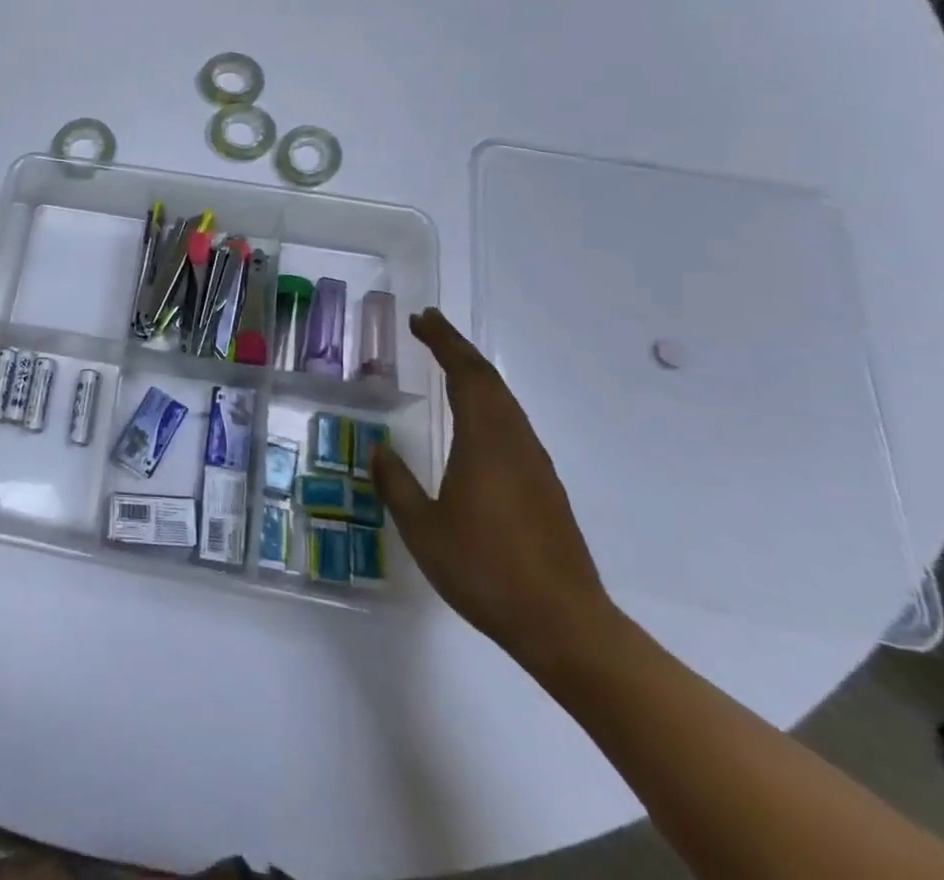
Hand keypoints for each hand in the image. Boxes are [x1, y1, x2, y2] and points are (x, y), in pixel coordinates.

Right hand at [373, 307, 615, 664]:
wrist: (564, 626)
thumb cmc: (485, 571)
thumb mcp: (423, 529)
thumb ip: (396, 483)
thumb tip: (379, 448)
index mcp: (485, 442)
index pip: (466, 375)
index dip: (443, 342)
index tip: (420, 319)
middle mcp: (515, 443)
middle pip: (489, 380)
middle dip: (457, 348)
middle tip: (428, 328)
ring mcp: (534, 465)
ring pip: (505, 401)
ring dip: (475, 374)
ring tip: (447, 363)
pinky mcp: (544, 487)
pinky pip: (512, 424)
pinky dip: (488, 401)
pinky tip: (475, 420)